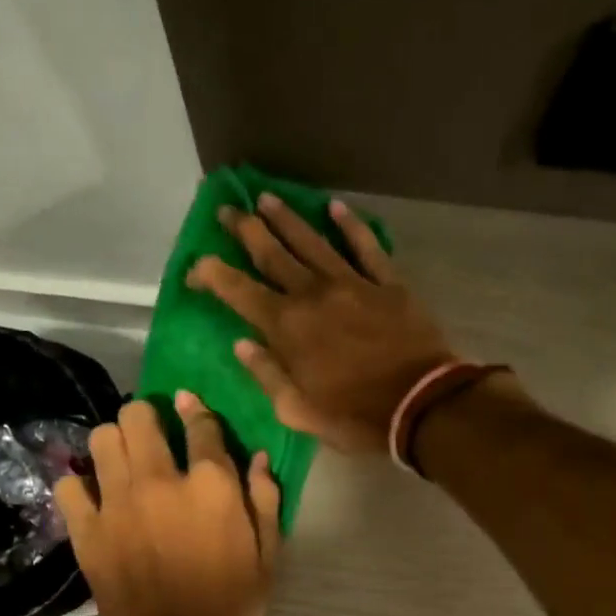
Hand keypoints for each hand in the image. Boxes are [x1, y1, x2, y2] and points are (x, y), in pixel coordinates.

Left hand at [58, 397, 280, 615]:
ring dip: (116, 442)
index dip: (196, 410)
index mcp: (211, 485)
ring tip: (125, 462)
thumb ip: (265, 499)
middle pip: (139, 416)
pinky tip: (96, 497)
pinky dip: (80, 484)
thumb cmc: (233, 605)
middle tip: (154, 436)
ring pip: (102, 439)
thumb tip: (258, 457)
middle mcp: (160, 481)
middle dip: (148, 417)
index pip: (200, 424)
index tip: (190, 406)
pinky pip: (69, 485)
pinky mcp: (87, 530)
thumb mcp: (268, 554)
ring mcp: (117, 504)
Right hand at [188, 194, 454, 454]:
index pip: (237, 290)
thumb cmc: (354, 417)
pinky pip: (365, 246)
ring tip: (266, 198)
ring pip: (312, 241)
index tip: (195, 267)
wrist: (421, 405)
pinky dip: (350, 225)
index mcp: (286, 327)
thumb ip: (267, 374)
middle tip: (227, 209)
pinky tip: (335, 208)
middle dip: (245, 230)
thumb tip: (241, 344)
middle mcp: (313, 294)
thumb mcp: (298, 411)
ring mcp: (352, 283)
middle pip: (272, 253)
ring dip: (286, 218)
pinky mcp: (387, 283)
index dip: (210, 274)